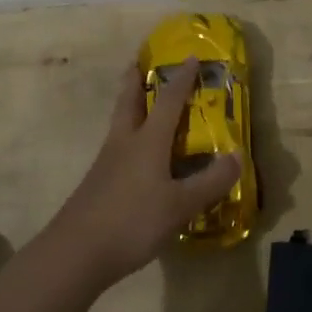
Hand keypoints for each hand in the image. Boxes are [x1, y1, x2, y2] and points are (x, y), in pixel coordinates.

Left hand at [48, 58, 239, 288]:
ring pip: (119, 124)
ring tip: (140, 104)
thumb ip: (210, 182)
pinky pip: (116, 149)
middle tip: (139, 63)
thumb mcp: (180, 205)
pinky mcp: (96, 185)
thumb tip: (237, 156)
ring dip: (129, 107)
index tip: (191, 57)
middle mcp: (124, 143)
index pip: (168, 101)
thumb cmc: (132, 222)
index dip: (182, 79)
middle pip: (128, 102)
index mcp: (148, 141)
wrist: (74, 254)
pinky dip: (128, 140)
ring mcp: (105, 164)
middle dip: (135, 80)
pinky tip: (136, 158)